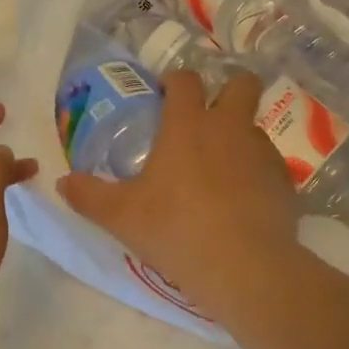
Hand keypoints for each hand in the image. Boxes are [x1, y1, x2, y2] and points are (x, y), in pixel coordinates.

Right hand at [57, 70, 298, 311]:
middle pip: (241, 84)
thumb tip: (63, 183)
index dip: (175, 81)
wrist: (243, 267)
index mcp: (187, 126)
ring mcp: (262, 153)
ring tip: (222, 171)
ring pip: (254, 128)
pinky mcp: (285, 181)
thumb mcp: (121, 217)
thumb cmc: (175, 230)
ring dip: (239, 138)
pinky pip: (269, 165)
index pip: (185, 81)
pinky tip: (243, 202)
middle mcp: (229, 128)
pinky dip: (255, 174)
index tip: (165, 94)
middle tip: (208, 117)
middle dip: (228, 89)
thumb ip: (89, 196)